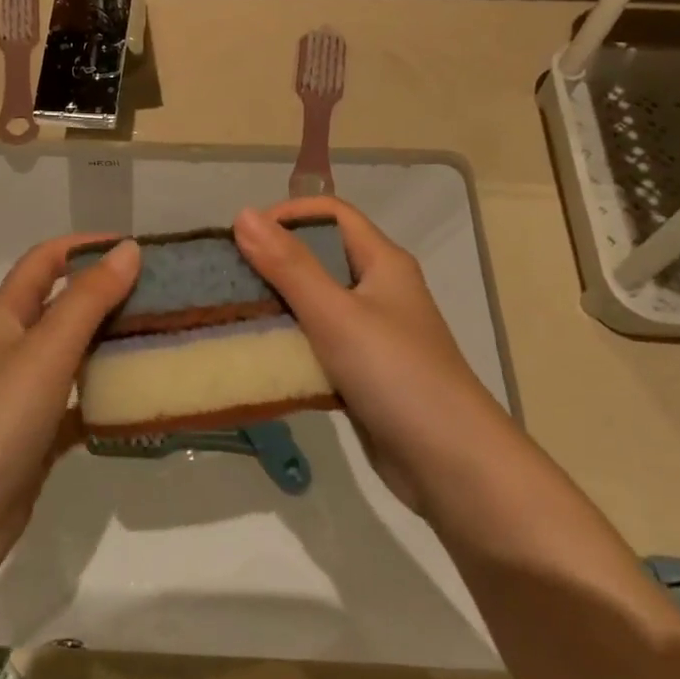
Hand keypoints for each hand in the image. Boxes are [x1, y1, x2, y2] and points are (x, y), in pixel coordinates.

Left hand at [0, 233, 139, 589]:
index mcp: (3, 318)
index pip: (44, 262)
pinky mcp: (33, 441)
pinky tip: (138, 403)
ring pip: (72, 358)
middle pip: (61, 307)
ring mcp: (20, 398)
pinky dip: (103, 401)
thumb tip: (127, 249)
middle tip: (163, 296)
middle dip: (107, 295)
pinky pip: (76, 408)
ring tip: (161, 340)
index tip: (135, 247)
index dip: (85, 246)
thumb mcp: (45, 351)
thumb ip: (88, 299)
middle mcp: (9, 350)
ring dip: (109, 346)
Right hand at [233, 197, 501, 515]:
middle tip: (227, 277)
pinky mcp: (362, 373)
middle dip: (273, 261)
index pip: (331, 214)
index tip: (242, 237)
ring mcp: (371, 334)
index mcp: (383, 262)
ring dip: (277, 305)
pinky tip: (257, 355)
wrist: (451, 464)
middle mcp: (379, 290)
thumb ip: (289, 266)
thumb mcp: (336, 314)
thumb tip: (242, 214)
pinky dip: (290, 344)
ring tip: (232, 313)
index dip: (287, 215)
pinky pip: (318, 345)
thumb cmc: (396, 375)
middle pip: (320, 257)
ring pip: (316, 304)